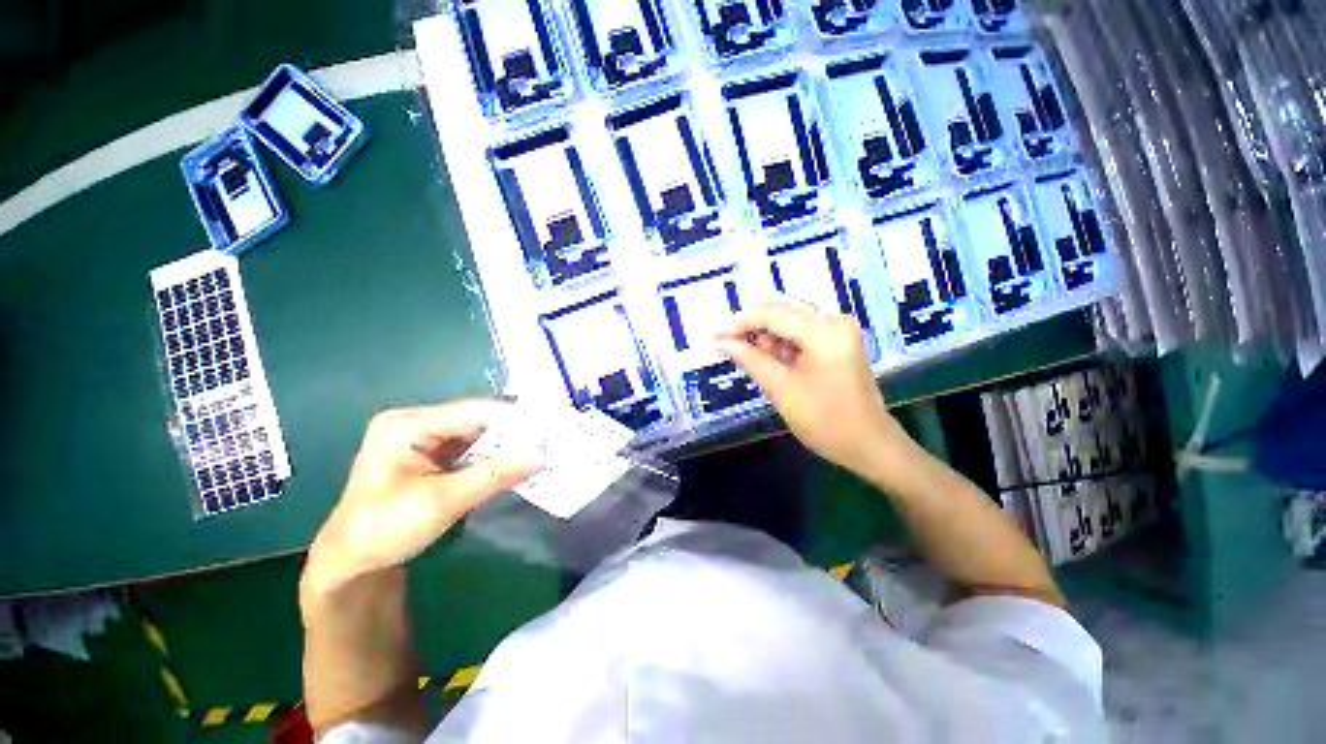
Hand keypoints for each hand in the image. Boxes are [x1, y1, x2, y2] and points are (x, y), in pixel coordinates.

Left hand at [303, 399, 541, 598]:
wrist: (351, 563)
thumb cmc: (384, 530)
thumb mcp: (442, 502)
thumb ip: (495, 476)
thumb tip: (543, 457)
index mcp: (407, 424)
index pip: (473, 411)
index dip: (514, 419)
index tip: (550, 428)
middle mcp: (417, 422)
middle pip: (478, 419)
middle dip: (514, 432)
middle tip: (551, 441)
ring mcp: (425, 438)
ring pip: (479, 434)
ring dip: (508, 445)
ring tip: (543, 449)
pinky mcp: (434, 455)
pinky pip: (473, 449)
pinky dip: (496, 457)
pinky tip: (519, 462)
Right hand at [716, 297, 905, 473]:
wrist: (869, 444)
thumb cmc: (825, 421)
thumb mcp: (782, 390)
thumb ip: (750, 360)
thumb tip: (722, 342)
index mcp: (825, 332)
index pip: (773, 315)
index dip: (740, 322)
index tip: (714, 333)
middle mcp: (834, 321)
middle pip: (783, 309)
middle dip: (751, 323)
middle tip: (725, 339)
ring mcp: (838, 329)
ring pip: (790, 318)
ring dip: (765, 332)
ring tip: (744, 351)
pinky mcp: (837, 341)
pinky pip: (801, 331)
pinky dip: (780, 340)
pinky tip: (766, 355)